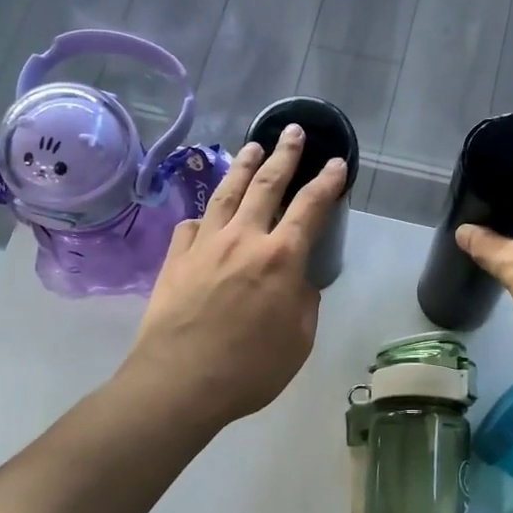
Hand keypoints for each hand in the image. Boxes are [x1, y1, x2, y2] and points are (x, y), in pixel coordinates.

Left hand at [123, 124, 346, 428]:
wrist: (179, 382)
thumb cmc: (249, 369)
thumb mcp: (298, 341)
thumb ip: (303, 303)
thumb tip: (297, 282)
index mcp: (281, 258)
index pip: (310, 207)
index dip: (327, 182)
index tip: (336, 162)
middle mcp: (243, 238)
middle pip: (266, 184)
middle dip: (284, 154)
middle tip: (292, 131)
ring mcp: (205, 244)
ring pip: (226, 193)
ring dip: (243, 167)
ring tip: (253, 147)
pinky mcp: (176, 258)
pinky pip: (191, 225)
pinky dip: (203, 215)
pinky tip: (205, 214)